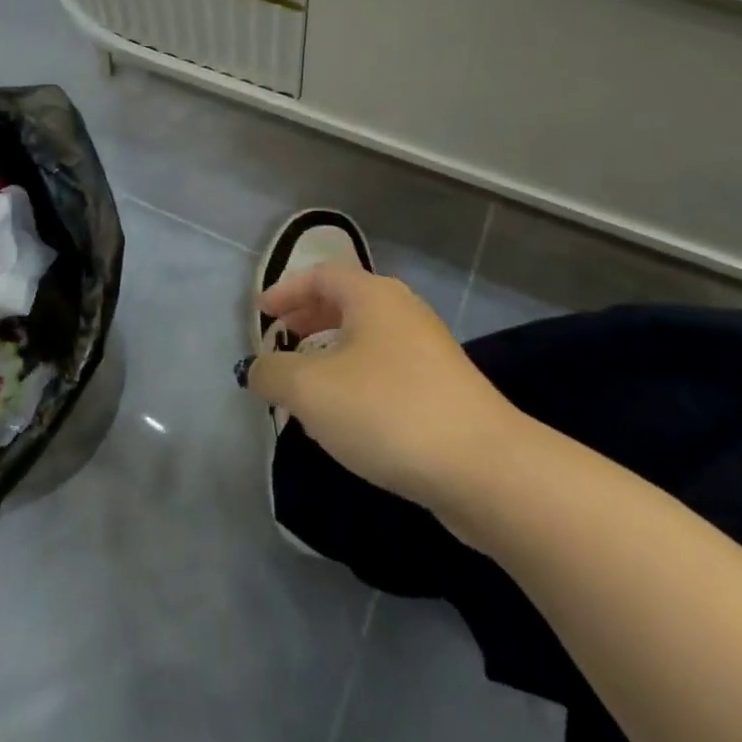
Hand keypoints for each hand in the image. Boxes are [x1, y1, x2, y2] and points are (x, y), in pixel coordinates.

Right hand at [246, 263, 520, 512]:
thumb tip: (259, 368)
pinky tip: (346, 417)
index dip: (285, 290)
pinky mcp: (442, 388)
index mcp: (372, 296)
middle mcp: (402, 310)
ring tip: (305, 385)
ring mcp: (427, 349)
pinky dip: (355, 378)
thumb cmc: (387, 411)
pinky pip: (385, 368)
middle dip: (307, 319)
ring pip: (366, 338)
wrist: (482, 466)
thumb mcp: (311, 391)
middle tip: (279, 341)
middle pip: (345, 301)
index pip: (320, 275)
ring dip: (330, 352)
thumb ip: (274, 373)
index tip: (260, 313)